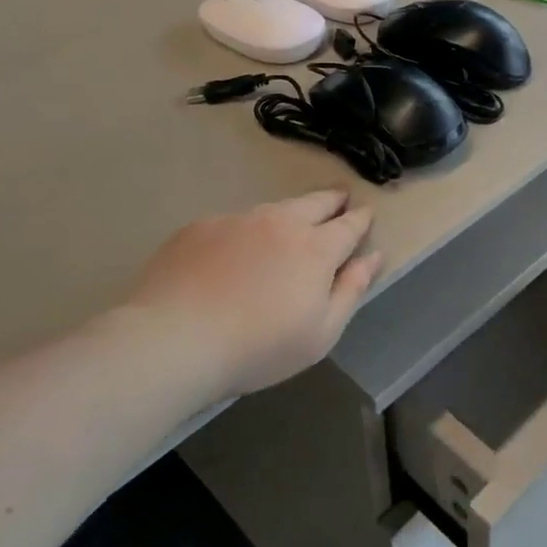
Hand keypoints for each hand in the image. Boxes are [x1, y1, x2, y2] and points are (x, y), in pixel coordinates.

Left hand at [121, 191, 382, 397]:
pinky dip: (245, 232)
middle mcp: (280, 222)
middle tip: (339, 198)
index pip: (349, 225)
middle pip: (315, 202)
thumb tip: (373, 257)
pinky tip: (233, 253)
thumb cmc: (259, 347)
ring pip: (273, 209)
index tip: (367, 213)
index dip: (361, 218)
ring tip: (288, 225)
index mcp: (316, 248)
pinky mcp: (200, 227)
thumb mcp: (321, 334)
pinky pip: (234, 223)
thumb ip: (351, 290)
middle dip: (332, 200)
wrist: (174, 340)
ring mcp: (237, 220)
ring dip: (289, 214)